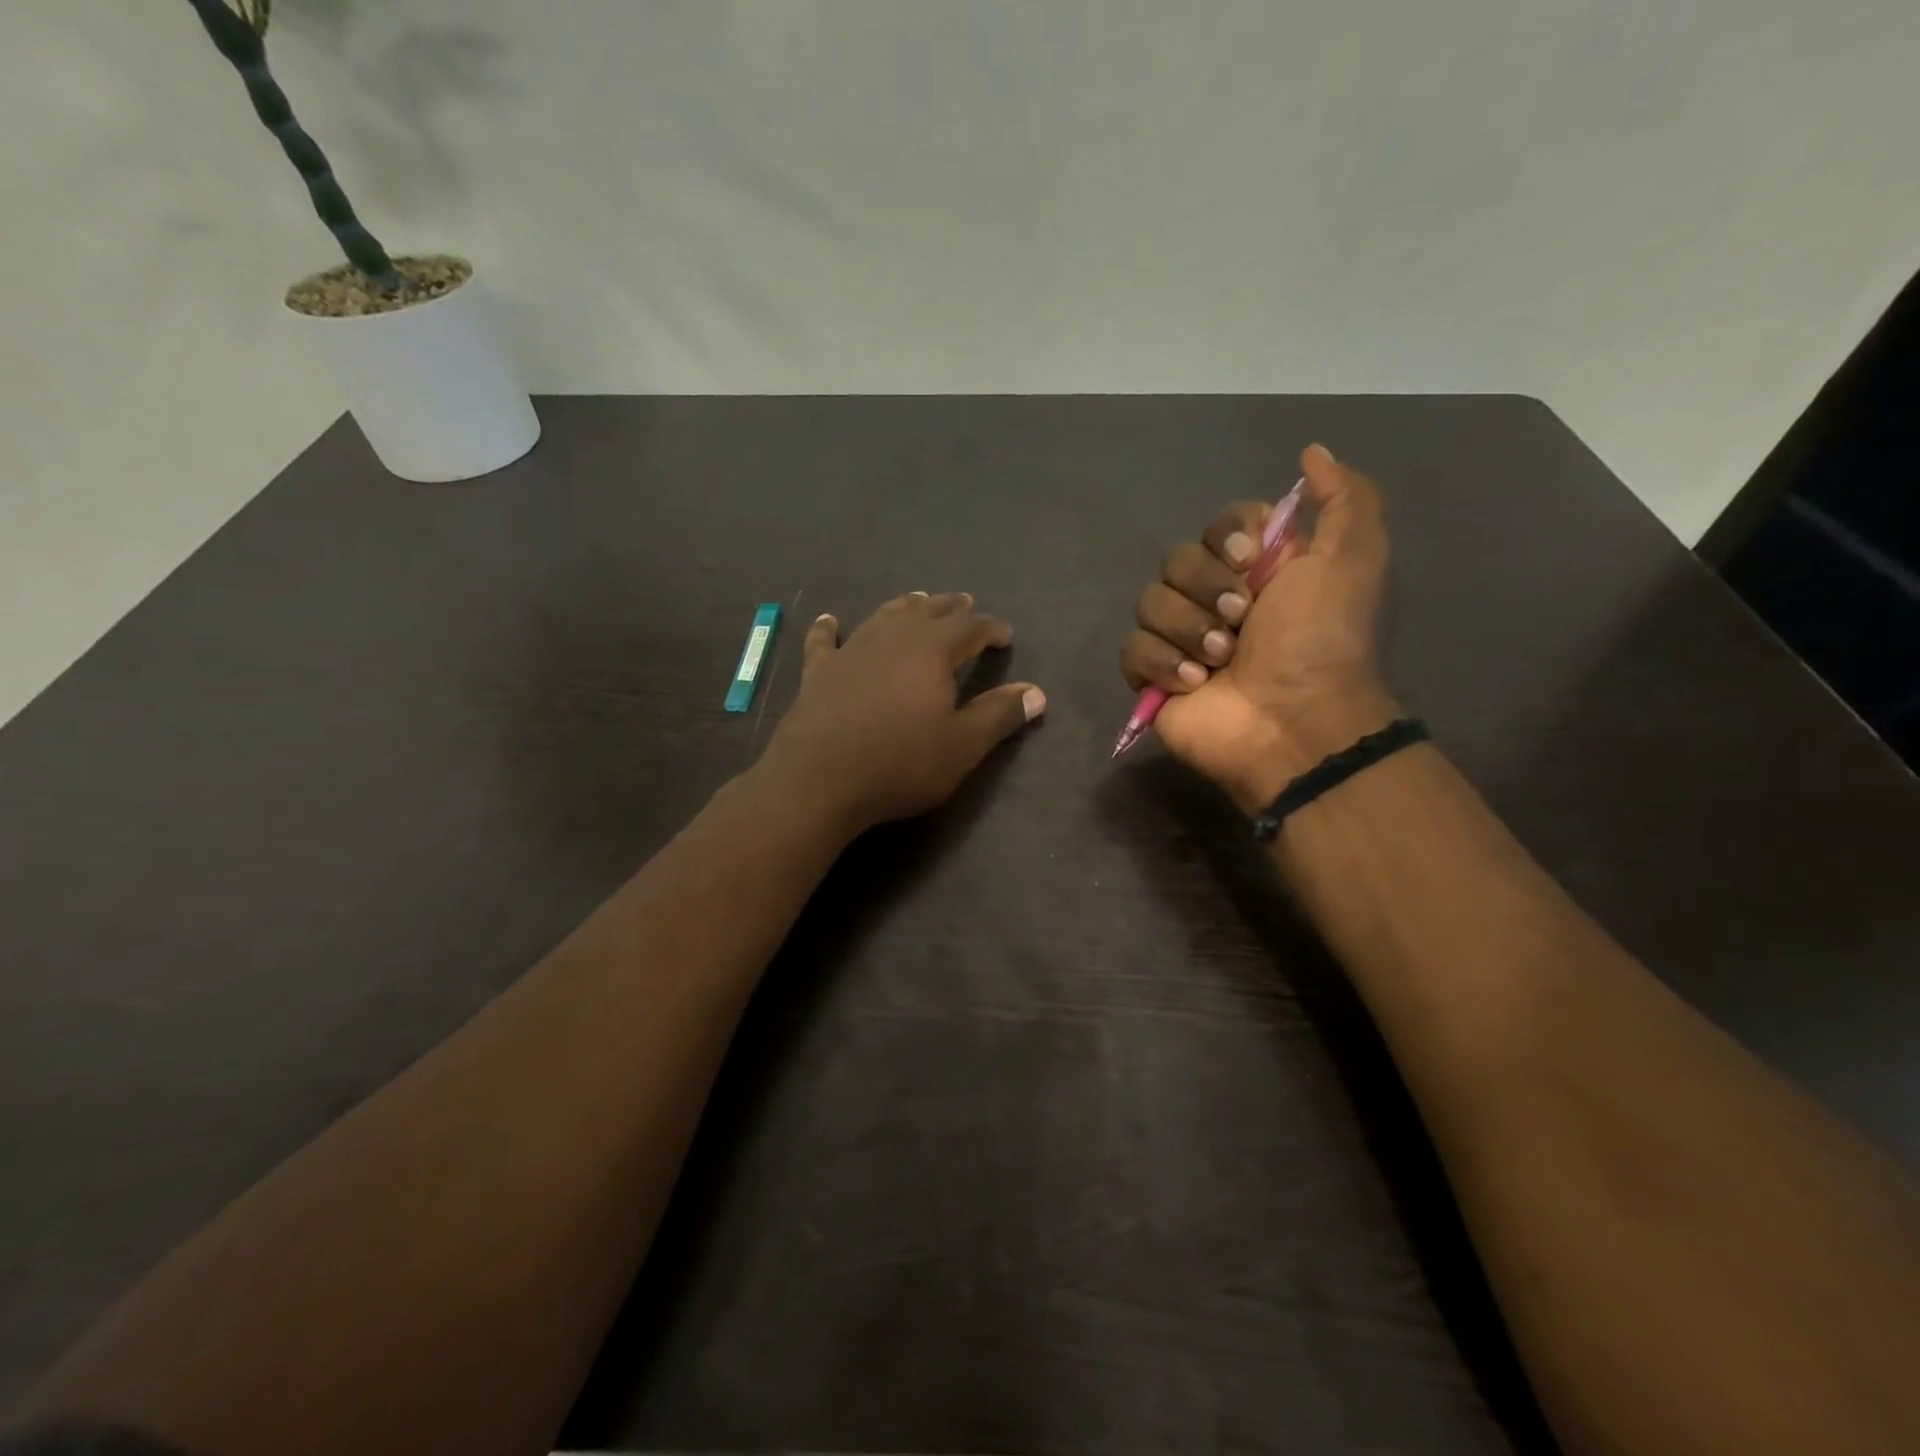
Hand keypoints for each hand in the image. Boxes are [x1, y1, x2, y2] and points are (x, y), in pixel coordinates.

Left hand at [762, 592, 1045, 833]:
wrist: (819, 781)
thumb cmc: (900, 764)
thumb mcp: (962, 745)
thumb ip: (999, 715)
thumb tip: (1036, 692)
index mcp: (931, 650)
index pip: (970, 627)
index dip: (992, 628)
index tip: (1006, 636)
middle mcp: (892, 638)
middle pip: (927, 611)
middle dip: (951, 608)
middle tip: (966, 604)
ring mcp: (851, 651)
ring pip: (883, 616)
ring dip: (905, 606)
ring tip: (918, 600)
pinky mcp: (818, 672)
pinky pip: (824, 641)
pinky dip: (828, 629)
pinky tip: (828, 620)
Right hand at [1121, 444, 1398, 809]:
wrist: (1293, 720)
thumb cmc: (1322, 640)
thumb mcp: (1353, 558)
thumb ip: (1343, 499)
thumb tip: (1312, 452)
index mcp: (1259, 570)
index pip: (1219, 525)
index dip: (1226, 536)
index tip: (1249, 559)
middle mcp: (1217, 598)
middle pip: (1177, 561)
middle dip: (1207, 588)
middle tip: (1241, 620)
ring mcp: (1181, 639)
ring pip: (1150, 603)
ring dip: (1188, 630)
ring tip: (1221, 661)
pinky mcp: (1153, 677)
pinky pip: (1132, 649)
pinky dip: (1162, 663)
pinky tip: (1194, 683)